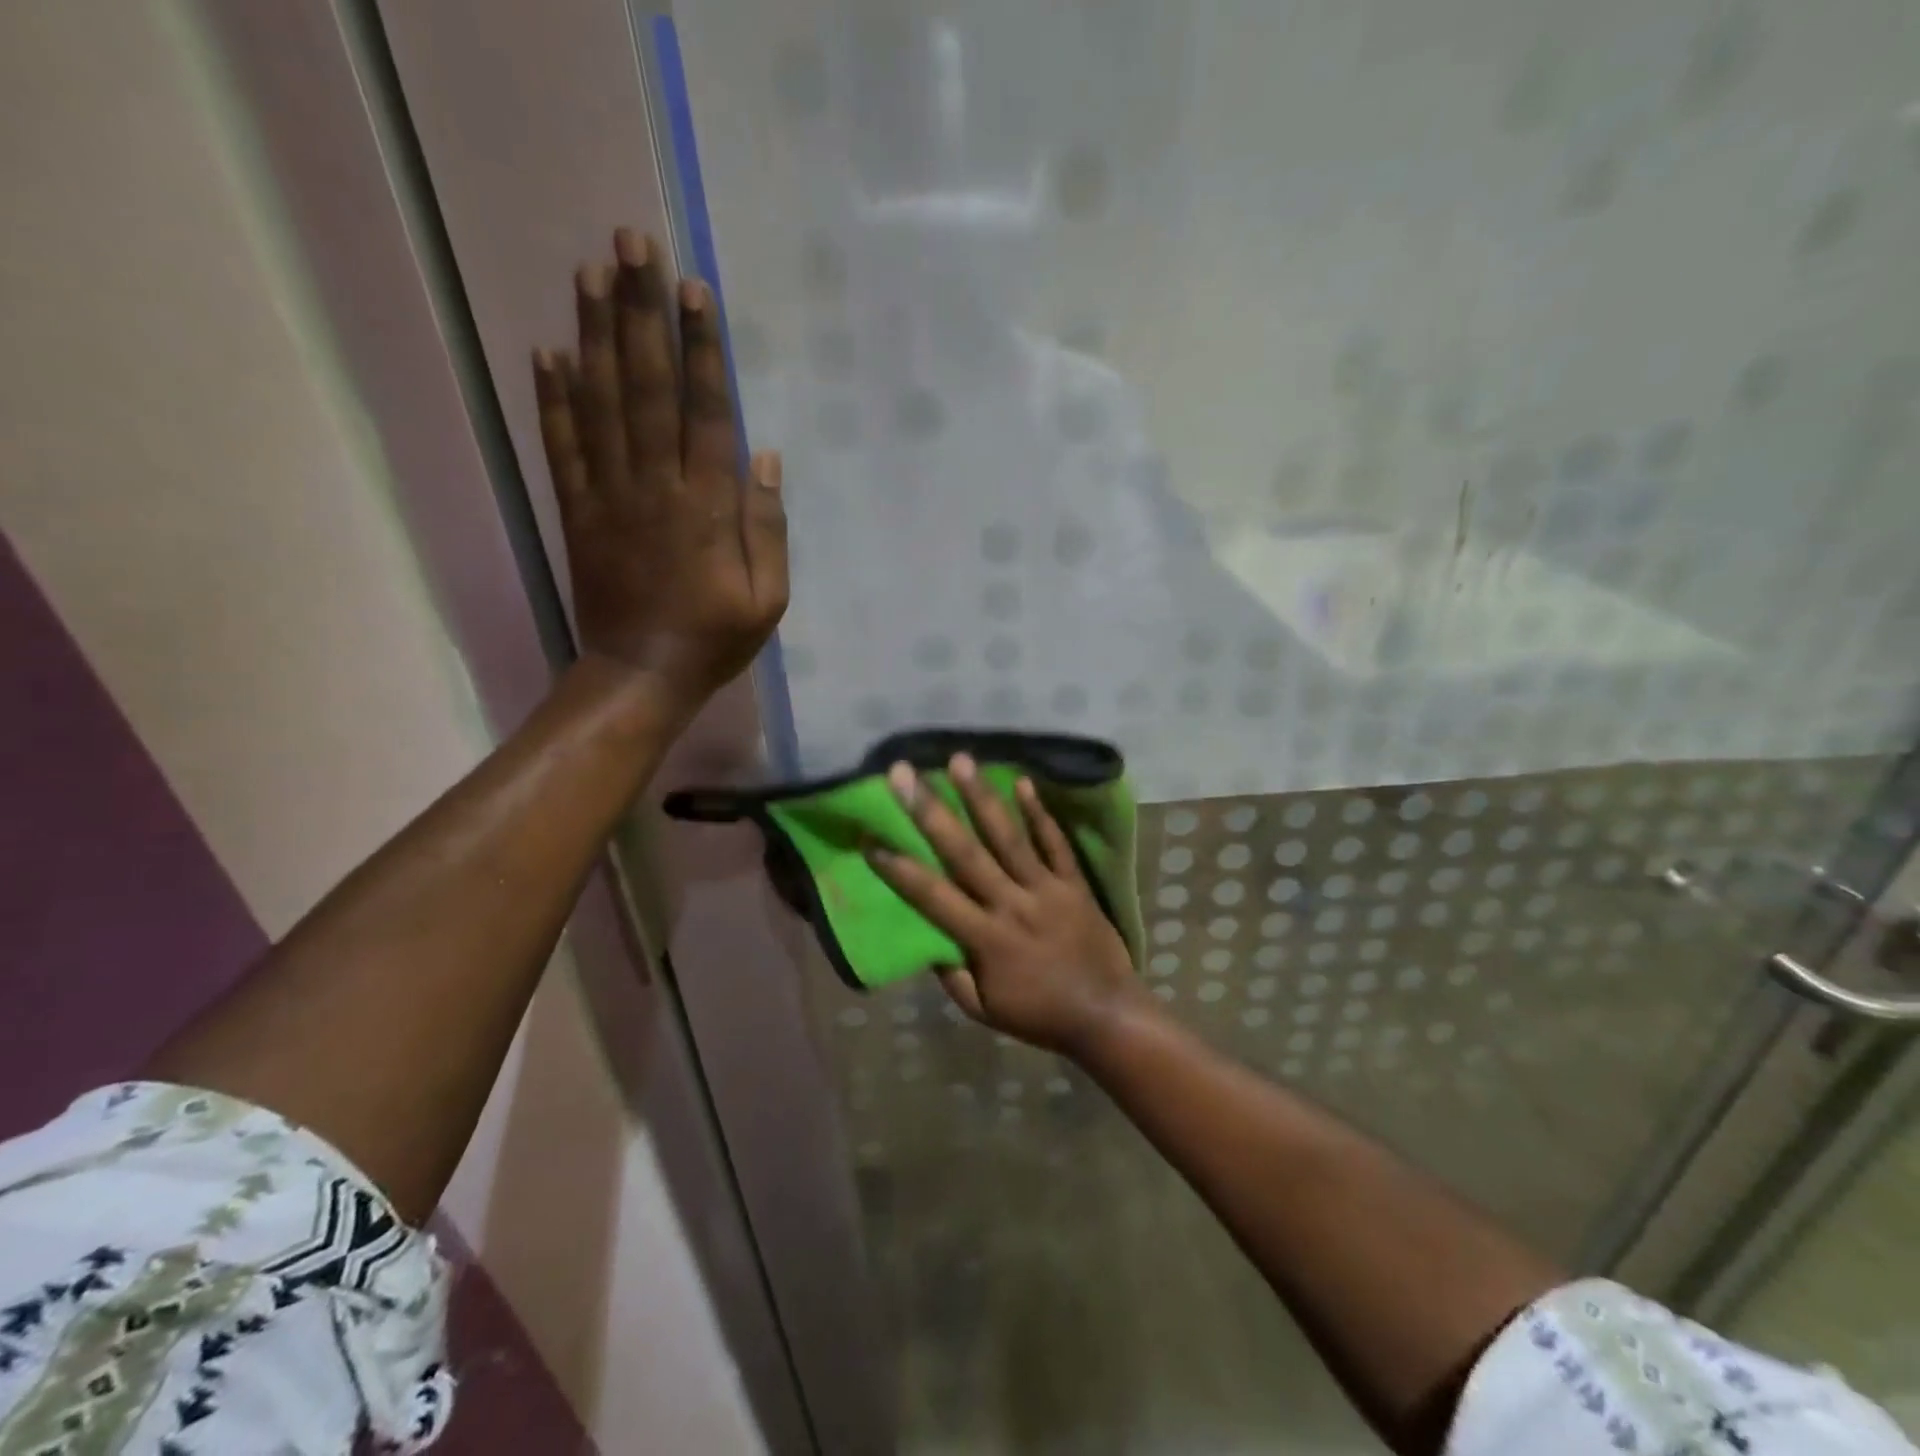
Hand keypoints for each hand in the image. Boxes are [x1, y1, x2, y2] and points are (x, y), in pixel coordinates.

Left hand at [532, 230, 787, 717]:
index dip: (701, 350)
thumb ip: (768, 528)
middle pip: (647, 389)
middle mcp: (656, 487)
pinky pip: (562, 447)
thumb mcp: (769, 598)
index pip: (706, 414)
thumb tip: (765, 458)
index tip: (695, 291)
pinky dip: (552, 399)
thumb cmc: (715, 639)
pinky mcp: (576, 512)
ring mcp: (609, 496)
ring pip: (601, 404)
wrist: (641, 675)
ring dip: (595, 335)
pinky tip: (546, 350)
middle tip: (632, 246)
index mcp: (708, 508)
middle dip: (642, 314)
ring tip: (590, 273)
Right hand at [869, 754, 1150, 1058]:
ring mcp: (1046, 889)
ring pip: (1008, 837)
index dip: (899, 869)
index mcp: (986, 940)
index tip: (870, 838)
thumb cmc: (1040, 1015)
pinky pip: (1055, 843)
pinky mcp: (1074, 882)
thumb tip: (926, 939)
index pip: (933, 897)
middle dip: (931, 812)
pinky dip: (1039, 813)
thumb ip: (952, 976)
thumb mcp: (984, 1011)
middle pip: (965, 852)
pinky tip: (1022, 781)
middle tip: (905, 774)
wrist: (1107, 1014)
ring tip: (960, 760)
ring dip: (981, 797)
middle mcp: (1011, 904)